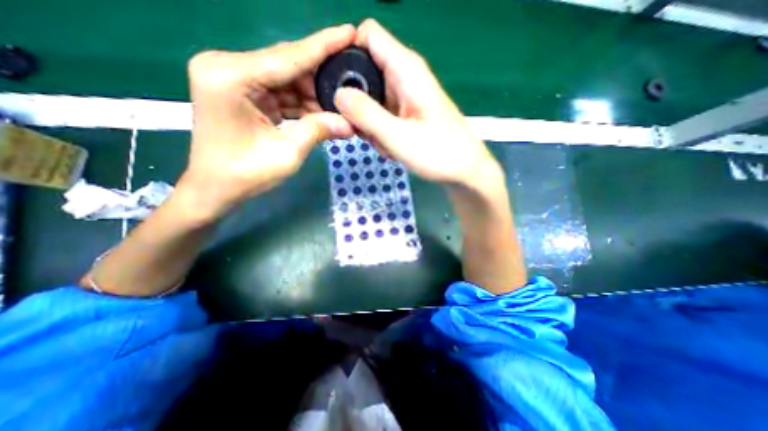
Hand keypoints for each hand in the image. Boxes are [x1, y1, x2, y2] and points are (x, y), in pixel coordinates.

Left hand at [180, 23, 355, 218]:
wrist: (215, 189)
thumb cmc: (245, 175)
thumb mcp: (287, 153)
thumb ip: (318, 130)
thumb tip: (350, 123)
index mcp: (231, 76)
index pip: (288, 57)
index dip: (323, 46)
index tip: (349, 32)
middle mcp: (228, 68)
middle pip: (287, 65)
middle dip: (322, 75)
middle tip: (352, 78)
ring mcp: (235, 80)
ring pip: (287, 80)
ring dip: (314, 93)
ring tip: (342, 100)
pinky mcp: (243, 93)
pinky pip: (281, 93)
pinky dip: (302, 103)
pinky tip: (324, 110)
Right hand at [336, 18, 501, 188]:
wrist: (463, 170)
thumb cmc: (438, 153)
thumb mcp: (398, 136)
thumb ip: (367, 114)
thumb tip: (338, 94)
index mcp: (406, 70)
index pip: (367, 36)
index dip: (346, 53)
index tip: (336, 86)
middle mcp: (404, 77)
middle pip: (364, 72)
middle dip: (357, 102)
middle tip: (364, 129)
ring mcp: (405, 97)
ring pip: (371, 99)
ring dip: (369, 123)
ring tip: (384, 143)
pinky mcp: (405, 113)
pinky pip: (381, 115)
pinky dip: (380, 131)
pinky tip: (391, 147)